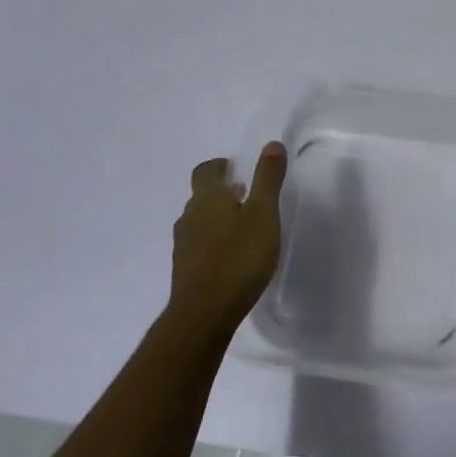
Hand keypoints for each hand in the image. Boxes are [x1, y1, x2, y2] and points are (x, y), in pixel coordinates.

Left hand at [168, 143, 287, 337]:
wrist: (205, 312)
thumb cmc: (239, 257)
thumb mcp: (263, 214)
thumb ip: (267, 179)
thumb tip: (271, 144)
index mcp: (207, 198)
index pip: (206, 171)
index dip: (219, 166)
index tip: (235, 168)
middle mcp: (189, 216)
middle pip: (202, 196)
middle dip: (222, 192)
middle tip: (246, 195)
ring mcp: (184, 244)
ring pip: (200, 221)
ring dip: (218, 218)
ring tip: (243, 227)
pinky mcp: (185, 269)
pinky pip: (200, 245)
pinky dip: (215, 241)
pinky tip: (232, 256)